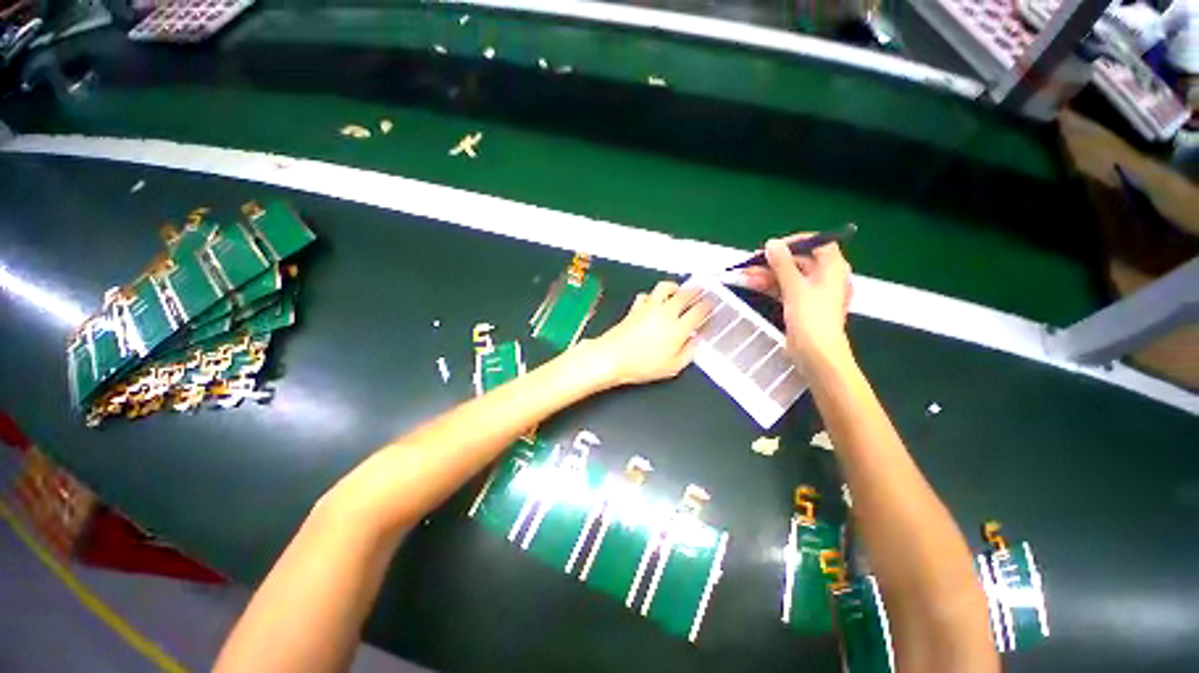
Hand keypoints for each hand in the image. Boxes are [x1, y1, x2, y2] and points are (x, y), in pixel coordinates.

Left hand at [584, 281, 711, 386]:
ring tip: (679, 290)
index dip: (708, 306)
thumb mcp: (672, 367)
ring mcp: (649, 308)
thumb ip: (689, 352)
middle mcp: (665, 313)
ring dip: (675, 287)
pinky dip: (653, 295)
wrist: (611, 357)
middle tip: (701, 290)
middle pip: (685, 294)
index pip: (699, 311)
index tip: (711, 306)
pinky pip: (647, 294)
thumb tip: (696, 341)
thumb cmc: (641, 365)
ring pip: (665, 287)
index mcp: (678, 328)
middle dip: (696, 290)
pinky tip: (654, 301)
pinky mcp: (635, 308)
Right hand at [742, 233, 852, 363]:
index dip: (795, 242)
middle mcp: (825, 278)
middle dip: (773, 262)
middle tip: (750, 263)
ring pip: (788, 277)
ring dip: (767, 275)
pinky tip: (752, 284)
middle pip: (799, 261)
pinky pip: (785, 290)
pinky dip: (770, 286)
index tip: (773, 247)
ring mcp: (813, 293)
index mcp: (833, 268)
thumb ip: (782, 264)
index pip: (818, 243)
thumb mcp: (795, 287)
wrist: (816, 354)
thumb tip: (772, 243)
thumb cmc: (811, 318)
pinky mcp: (802, 306)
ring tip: (744, 275)